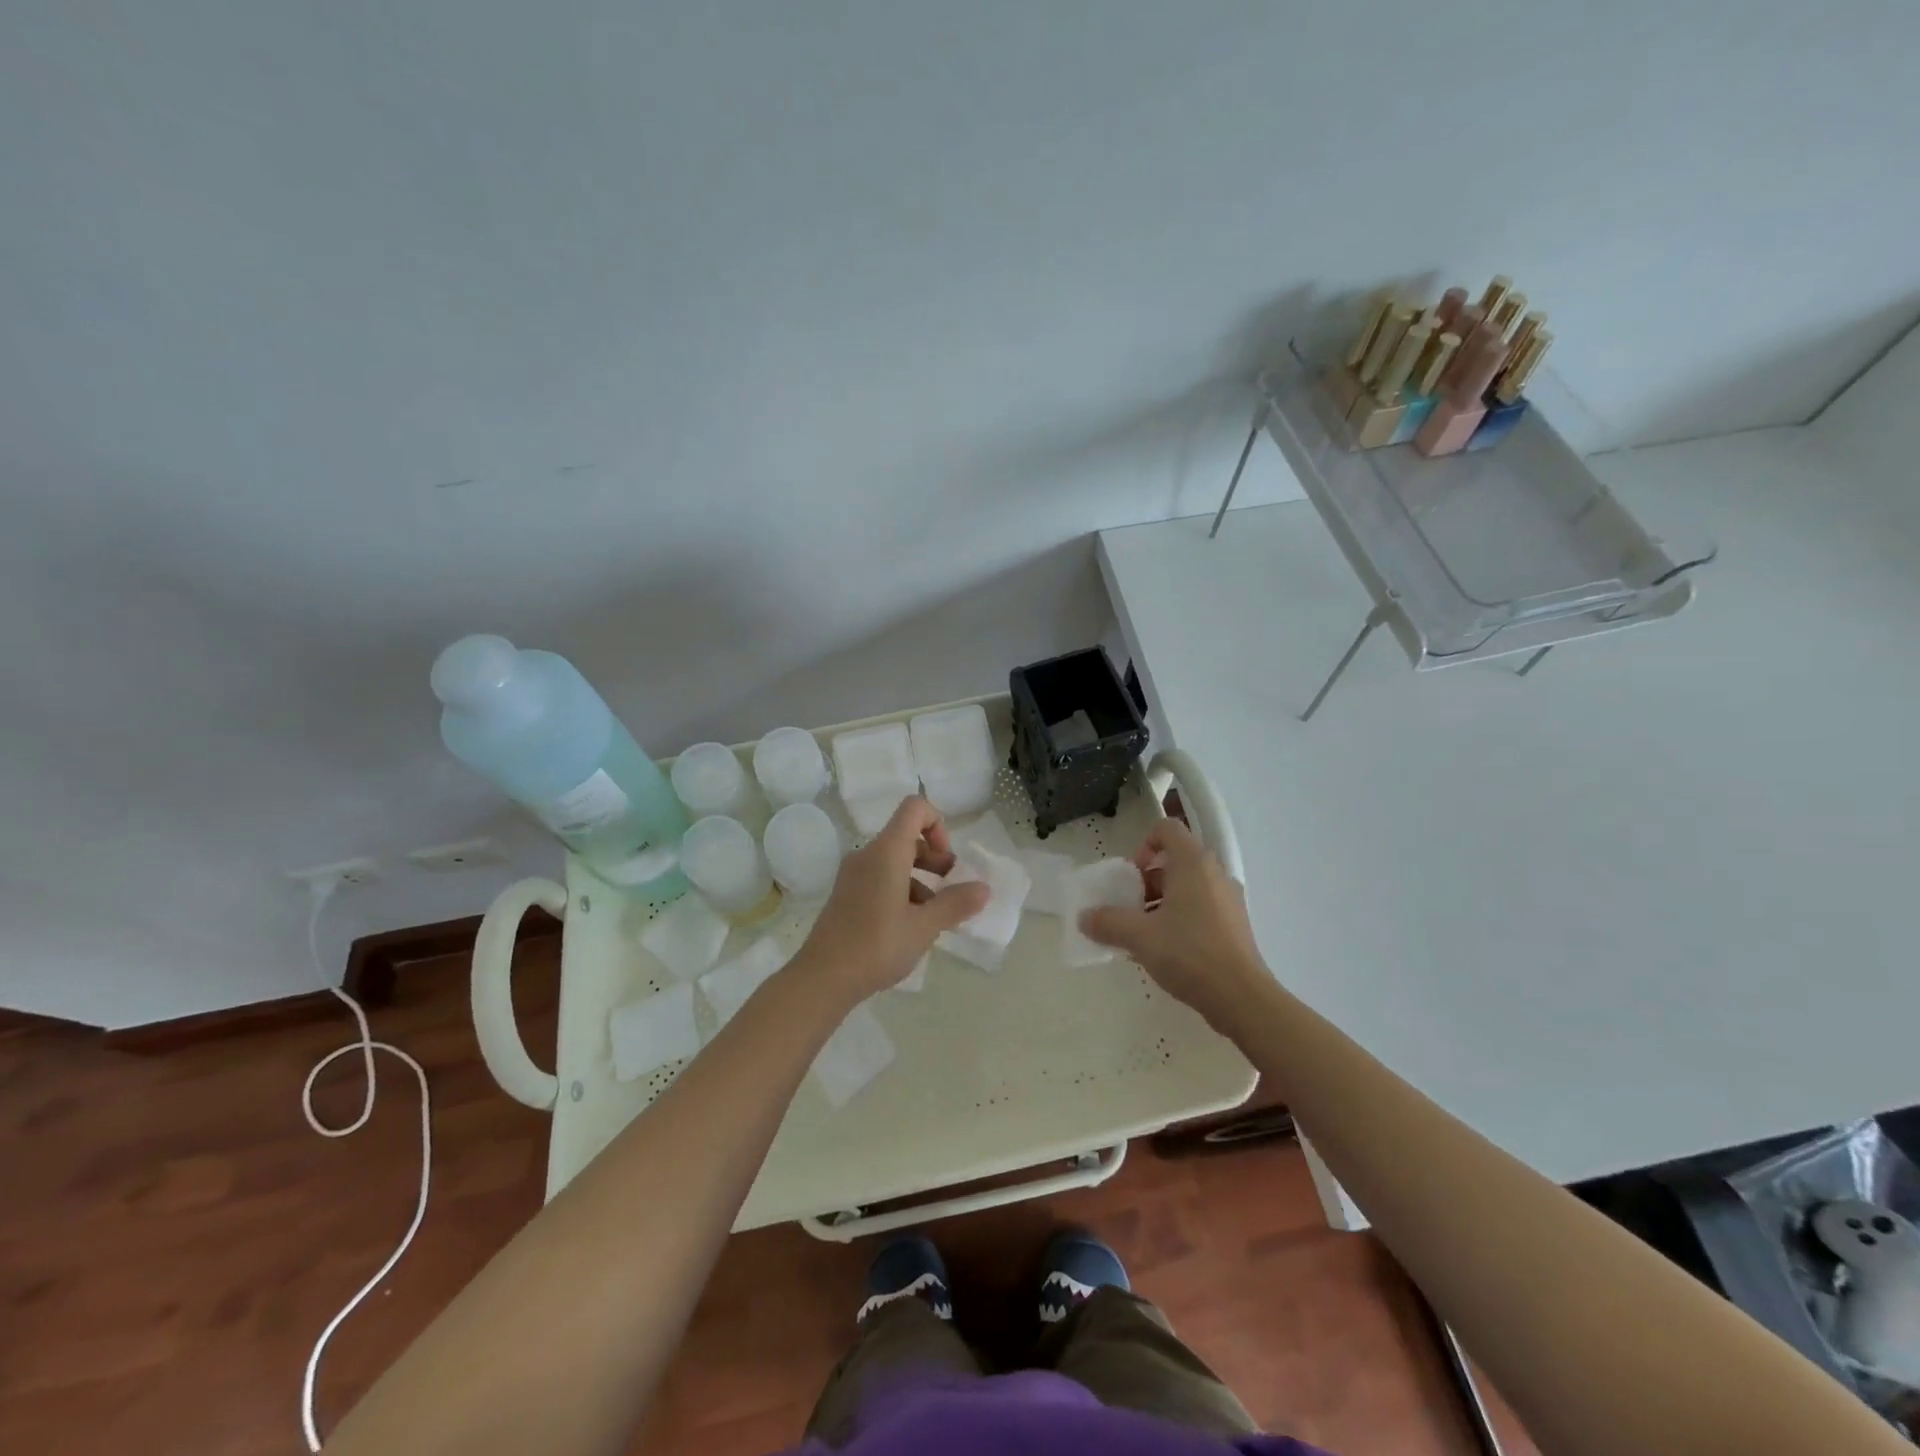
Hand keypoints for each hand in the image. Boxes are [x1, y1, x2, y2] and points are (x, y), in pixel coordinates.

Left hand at [794, 796, 989, 1004]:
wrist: (822, 978)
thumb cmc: (877, 945)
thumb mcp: (924, 927)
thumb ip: (956, 903)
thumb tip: (984, 888)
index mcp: (886, 851)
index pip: (914, 808)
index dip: (938, 824)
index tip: (948, 862)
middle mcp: (867, 855)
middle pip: (906, 836)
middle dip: (935, 858)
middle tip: (950, 889)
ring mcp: (853, 875)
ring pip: (894, 861)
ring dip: (920, 878)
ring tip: (934, 915)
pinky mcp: (847, 895)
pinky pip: (880, 878)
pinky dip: (901, 891)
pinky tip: (910, 926)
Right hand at [1079, 817, 1272, 1032]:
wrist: (1240, 997)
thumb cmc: (1188, 953)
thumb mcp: (1139, 936)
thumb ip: (1108, 922)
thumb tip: (1084, 918)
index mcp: (1193, 863)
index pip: (1167, 828)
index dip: (1143, 844)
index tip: (1131, 876)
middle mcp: (1214, 873)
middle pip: (1175, 859)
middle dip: (1147, 879)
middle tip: (1131, 907)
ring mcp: (1228, 898)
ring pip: (1188, 885)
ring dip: (1162, 901)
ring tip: (1144, 933)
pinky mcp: (1235, 924)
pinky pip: (1201, 906)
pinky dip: (1181, 917)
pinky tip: (1166, 949)